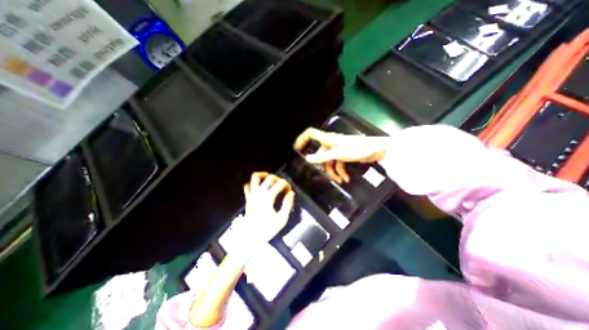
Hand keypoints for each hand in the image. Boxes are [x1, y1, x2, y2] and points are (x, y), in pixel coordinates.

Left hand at [241, 173, 294, 247]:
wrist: (250, 237)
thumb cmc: (267, 229)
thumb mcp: (282, 219)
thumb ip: (288, 204)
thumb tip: (291, 193)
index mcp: (268, 197)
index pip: (280, 184)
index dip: (287, 185)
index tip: (290, 191)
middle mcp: (259, 193)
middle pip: (270, 178)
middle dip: (279, 179)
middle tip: (283, 186)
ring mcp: (252, 194)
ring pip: (256, 177)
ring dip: (264, 175)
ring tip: (270, 178)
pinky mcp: (248, 198)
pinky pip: (248, 185)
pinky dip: (253, 183)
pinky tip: (259, 186)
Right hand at [291, 127, 389, 181]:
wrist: (377, 149)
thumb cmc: (357, 148)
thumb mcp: (338, 154)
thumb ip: (322, 157)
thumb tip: (307, 159)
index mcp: (328, 139)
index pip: (311, 134)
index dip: (302, 139)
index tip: (297, 150)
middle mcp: (331, 143)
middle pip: (320, 154)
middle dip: (324, 166)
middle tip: (325, 176)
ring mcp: (338, 150)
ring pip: (330, 161)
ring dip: (334, 172)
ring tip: (341, 180)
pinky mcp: (345, 155)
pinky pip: (338, 164)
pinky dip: (341, 172)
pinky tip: (346, 179)